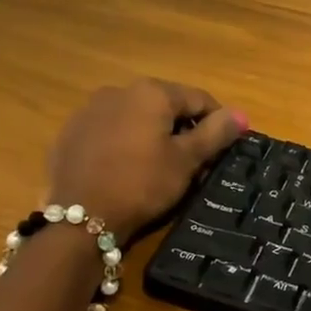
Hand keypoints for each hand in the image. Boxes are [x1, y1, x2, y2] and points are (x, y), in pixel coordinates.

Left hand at [47, 80, 245, 242]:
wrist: (79, 219)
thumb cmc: (142, 184)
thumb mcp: (186, 161)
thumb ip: (215, 133)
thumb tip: (241, 115)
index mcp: (152, 92)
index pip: (198, 98)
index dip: (216, 122)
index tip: (222, 148)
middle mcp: (119, 90)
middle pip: (164, 105)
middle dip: (181, 128)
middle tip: (191, 162)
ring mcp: (89, 110)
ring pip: (134, 117)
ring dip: (150, 134)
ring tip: (156, 167)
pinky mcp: (70, 133)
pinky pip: (108, 131)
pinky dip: (122, 143)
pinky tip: (123, 169)